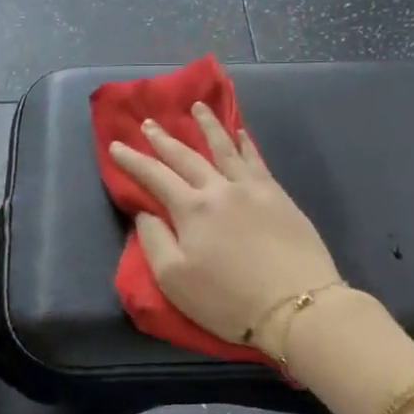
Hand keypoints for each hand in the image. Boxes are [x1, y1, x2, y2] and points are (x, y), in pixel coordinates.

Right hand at [107, 103, 338, 348]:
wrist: (297, 306)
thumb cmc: (228, 300)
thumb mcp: (174, 280)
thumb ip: (154, 241)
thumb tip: (145, 211)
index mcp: (192, 209)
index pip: (154, 176)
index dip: (132, 160)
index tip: (116, 145)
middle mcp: (220, 188)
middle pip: (187, 156)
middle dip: (164, 139)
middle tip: (149, 123)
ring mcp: (253, 189)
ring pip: (225, 148)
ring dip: (208, 125)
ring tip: (197, 107)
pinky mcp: (279, 196)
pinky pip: (257, 160)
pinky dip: (245, 143)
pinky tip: (241, 133)